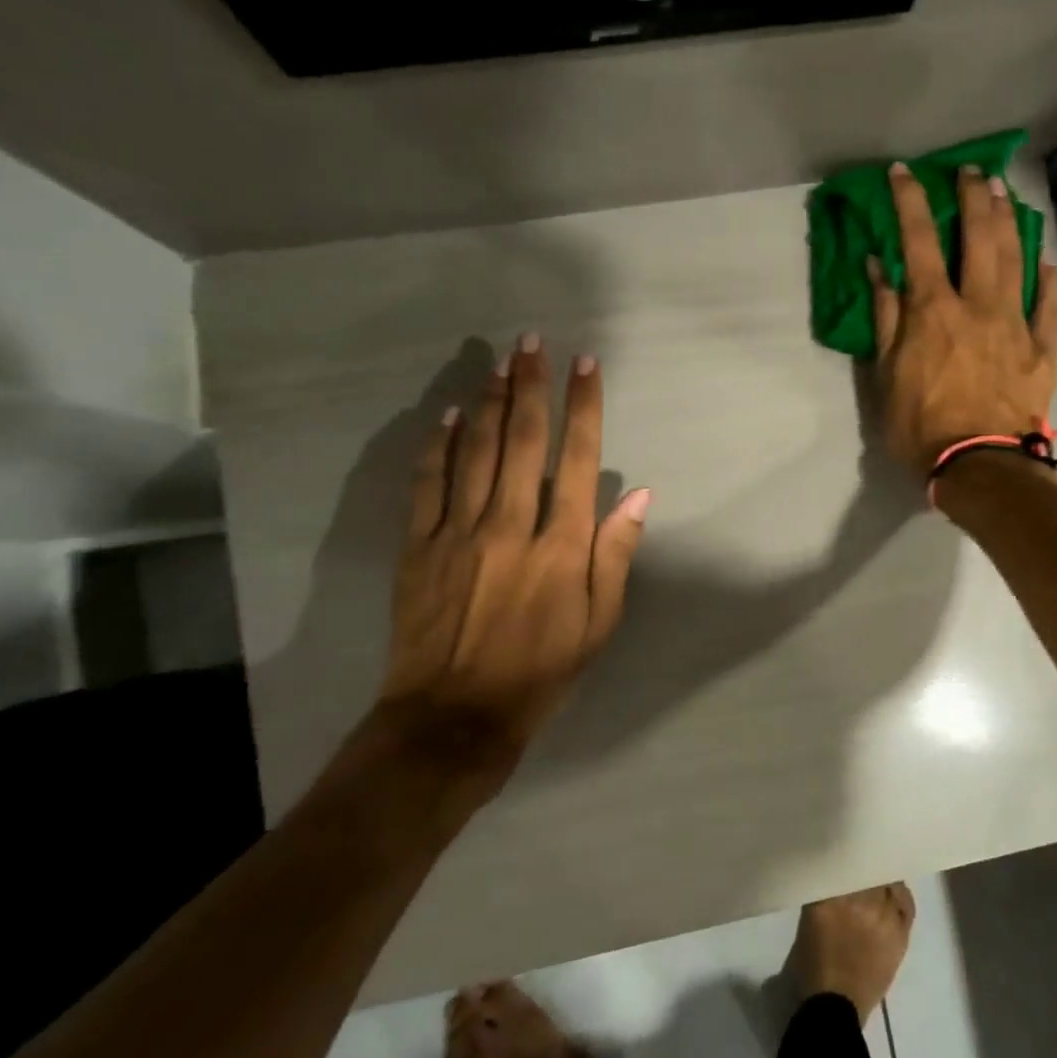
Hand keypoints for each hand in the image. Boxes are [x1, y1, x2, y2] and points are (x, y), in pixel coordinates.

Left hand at [375, 335, 650, 791]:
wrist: (456, 715)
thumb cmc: (542, 670)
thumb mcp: (599, 623)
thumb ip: (615, 555)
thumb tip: (638, 497)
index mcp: (561, 546)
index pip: (578, 460)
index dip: (583, 409)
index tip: (585, 366)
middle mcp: (510, 526)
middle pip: (521, 442)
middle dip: (529, 387)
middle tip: (531, 343)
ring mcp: (458, 533)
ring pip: (473, 452)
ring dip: (486, 402)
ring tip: (496, 363)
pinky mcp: (418, 547)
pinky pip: (427, 485)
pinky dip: (437, 446)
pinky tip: (446, 416)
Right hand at [869, 164, 1056, 473]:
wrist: (979, 465)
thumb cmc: (921, 426)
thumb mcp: (886, 376)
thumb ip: (885, 318)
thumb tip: (878, 267)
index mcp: (933, 310)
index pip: (918, 241)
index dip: (910, 201)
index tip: (904, 172)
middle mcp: (978, 305)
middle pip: (979, 236)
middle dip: (973, 197)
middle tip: (971, 172)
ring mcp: (1015, 324)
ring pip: (1017, 260)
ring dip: (1010, 222)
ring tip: (1007, 194)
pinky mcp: (1042, 350)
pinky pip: (1049, 306)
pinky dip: (1048, 281)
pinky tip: (1047, 262)